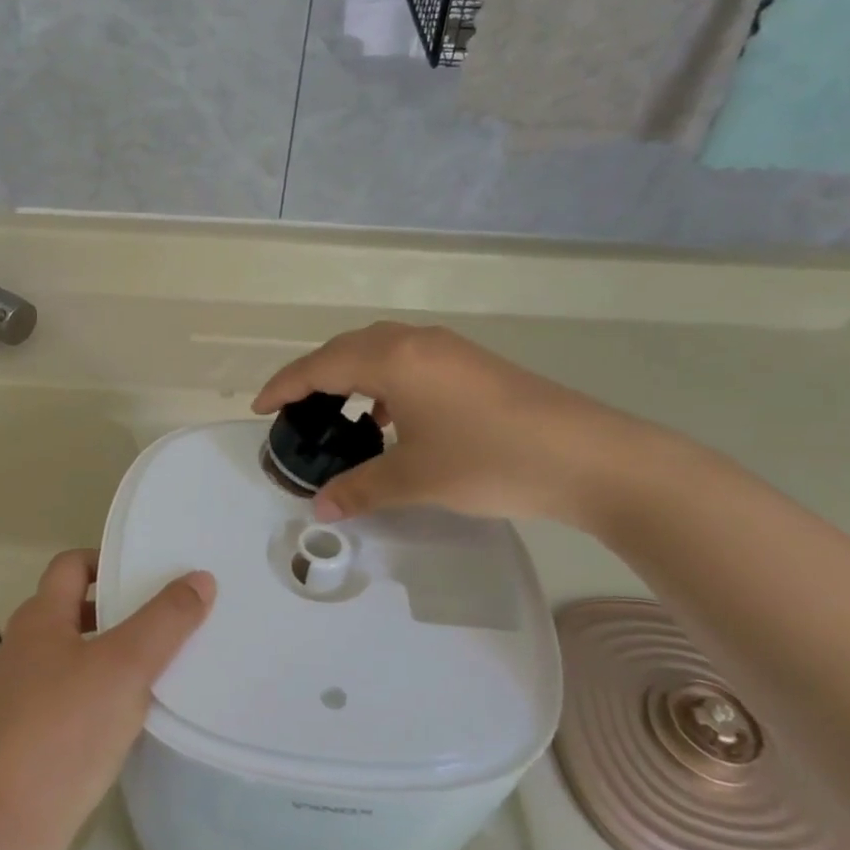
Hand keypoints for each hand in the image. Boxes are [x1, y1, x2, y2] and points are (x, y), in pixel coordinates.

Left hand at [0, 550, 213, 848]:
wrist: (5, 829)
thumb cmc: (66, 731)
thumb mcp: (126, 667)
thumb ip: (165, 620)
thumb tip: (199, 578)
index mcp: (38, 619)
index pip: (71, 565)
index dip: (108, 561)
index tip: (149, 575)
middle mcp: (19, 648)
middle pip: (70, 609)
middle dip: (114, 611)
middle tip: (162, 622)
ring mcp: (12, 696)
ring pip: (67, 657)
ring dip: (105, 655)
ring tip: (150, 671)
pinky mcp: (16, 739)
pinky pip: (61, 698)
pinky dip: (91, 695)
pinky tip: (119, 722)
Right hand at [252, 322, 660, 528]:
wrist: (590, 457)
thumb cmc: (490, 460)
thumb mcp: (415, 478)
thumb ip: (361, 488)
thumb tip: (321, 508)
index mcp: (392, 359)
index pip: (320, 366)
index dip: (284, 387)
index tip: (259, 409)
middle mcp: (415, 342)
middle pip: (346, 350)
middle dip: (314, 378)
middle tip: (293, 412)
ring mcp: (448, 350)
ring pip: (380, 352)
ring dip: (352, 378)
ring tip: (339, 416)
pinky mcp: (471, 364)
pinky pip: (409, 362)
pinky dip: (385, 384)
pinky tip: (391, 419)